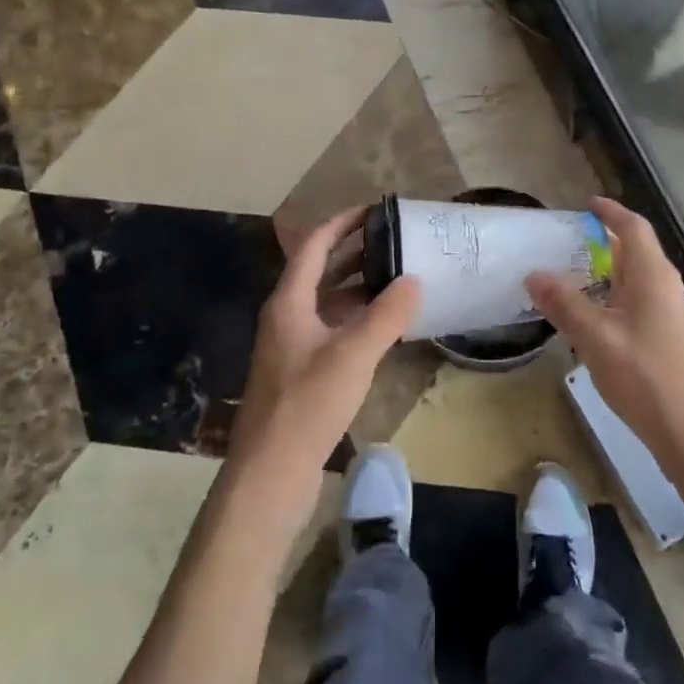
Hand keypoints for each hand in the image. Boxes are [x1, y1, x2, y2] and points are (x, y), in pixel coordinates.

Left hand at [228, 208, 419, 525]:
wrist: (270, 472)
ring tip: (395, 278)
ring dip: (356, 287)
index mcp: (289, 302)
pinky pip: (330, 329)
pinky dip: (355, 319)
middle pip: (318, 271)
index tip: (372, 210)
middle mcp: (285, 317)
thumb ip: (387, 315)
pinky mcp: (299, 373)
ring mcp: (290, 346)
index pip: (313, 246)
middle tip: (392, 241)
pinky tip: (382, 327)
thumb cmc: (308, 403)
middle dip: (353, 252)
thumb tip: (413, 279)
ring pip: (326, 303)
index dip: (341, 223)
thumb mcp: (354, 354)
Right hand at [526, 198, 683, 481]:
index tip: (586, 204)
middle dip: (604, 241)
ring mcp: (673, 313)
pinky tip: (595, 318)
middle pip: (636, 250)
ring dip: (608, 271)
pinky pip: (640, 301)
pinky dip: (615, 296)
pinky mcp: (672, 337)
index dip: (610, 211)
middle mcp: (667, 287)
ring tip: (573, 277)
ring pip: (637, 278)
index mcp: (653, 276)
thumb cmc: (647, 378)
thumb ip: (565, 303)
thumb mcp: (596, 338)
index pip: (633, 227)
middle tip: (566, 243)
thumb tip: (534, 273)